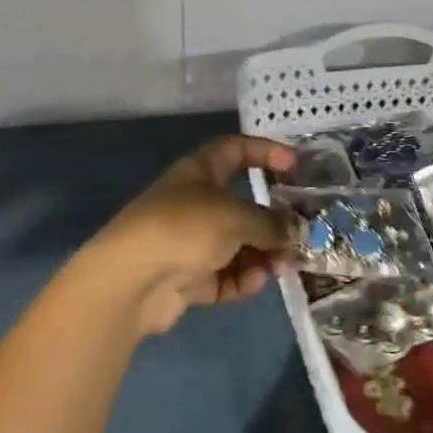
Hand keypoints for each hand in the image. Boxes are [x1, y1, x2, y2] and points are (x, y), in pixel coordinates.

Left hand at [81, 135, 296, 334]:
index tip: (295, 164)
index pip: (236, 150)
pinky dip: (241, 278)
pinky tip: (257, 282)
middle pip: (241, 204)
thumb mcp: (236, 217)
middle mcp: (194, 202)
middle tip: (302, 233)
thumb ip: (272, 223)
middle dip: (272, 219)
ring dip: (263, 254)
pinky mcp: (186, 277)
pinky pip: (224, 274)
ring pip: (236, 244)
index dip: (265, 152)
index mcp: (199, 172)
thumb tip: (297, 230)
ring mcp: (188, 241)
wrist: (131, 281)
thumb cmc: (185, 229)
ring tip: (285, 266)